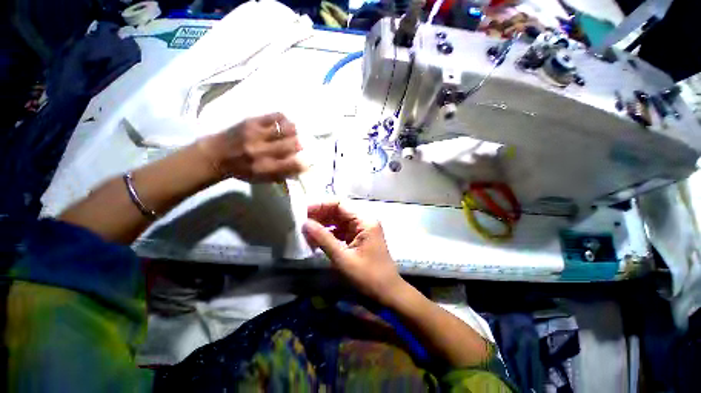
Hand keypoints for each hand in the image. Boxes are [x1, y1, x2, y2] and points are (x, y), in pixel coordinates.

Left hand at [198, 113, 305, 181]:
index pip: (293, 164)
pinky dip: (284, 120)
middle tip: (298, 146)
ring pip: (286, 128)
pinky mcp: (252, 121)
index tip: (307, 162)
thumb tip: (300, 169)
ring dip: (294, 132)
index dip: (304, 163)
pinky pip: (275, 116)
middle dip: (300, 146)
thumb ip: (282, 175)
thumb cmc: (242, 171)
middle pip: (293, 144)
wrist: (215, 155)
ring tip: (291, 134)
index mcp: (265, 168)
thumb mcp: (261, 179)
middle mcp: (263, 151)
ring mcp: (257, 134)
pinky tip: (283, 124)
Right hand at [303, 201, 405, 304]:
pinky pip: (341, 230)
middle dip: (320, 215)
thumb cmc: (368, 276)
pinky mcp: (358, 238)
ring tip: (306, 231)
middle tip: (301, 222)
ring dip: (323, 225)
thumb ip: (323, 239)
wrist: (387, 293)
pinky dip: (329, 234)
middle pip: (339, 211)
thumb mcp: (343, 258)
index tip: (304, 211)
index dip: (321, 205)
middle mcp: (364, 220)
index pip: (340, 204)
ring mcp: (361, 229)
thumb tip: (305, 223)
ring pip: (338, 220)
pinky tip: (316, 240)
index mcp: (364, 221)